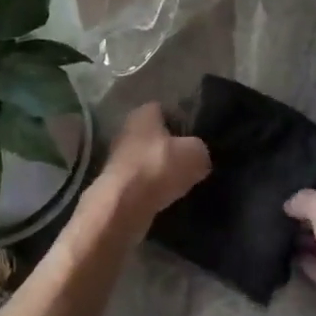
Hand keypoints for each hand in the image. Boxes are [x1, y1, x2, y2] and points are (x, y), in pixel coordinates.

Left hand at [98, 102, 210, 222]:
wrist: (123, 205)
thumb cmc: (159, 166)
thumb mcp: (196, 154)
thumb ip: (200, 150)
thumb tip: (198, 157)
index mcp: (143, 113)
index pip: (165, 110)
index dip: (181, 122)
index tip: (195, 137)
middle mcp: (126, 131)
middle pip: (154, 137)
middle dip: (170, 148)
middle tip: (190, 161)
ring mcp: (117, 159)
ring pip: (147, 161)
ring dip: (161, 171)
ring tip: (182, 183)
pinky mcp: (115, 185)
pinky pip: (141, 183)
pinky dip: (152, 189)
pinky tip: (167, 198)